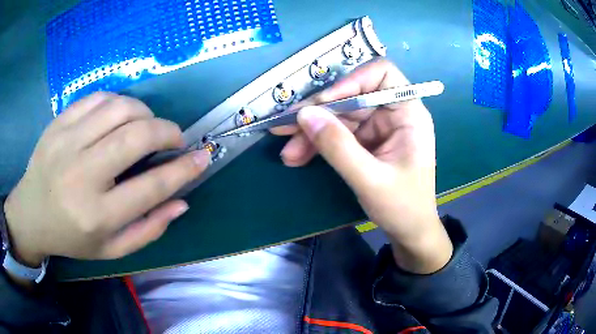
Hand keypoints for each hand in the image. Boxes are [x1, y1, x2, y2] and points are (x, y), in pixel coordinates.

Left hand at [4, 92, 209, 266]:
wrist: (31, 214)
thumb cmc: (71, 237)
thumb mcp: (112, 250)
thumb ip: (149, 229)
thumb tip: (181, 201)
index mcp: (98, 215)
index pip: (151, 187)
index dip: (184, 169)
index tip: (202, 157)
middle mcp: (82, 175)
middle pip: (137, 136)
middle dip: (167, 132)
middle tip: (174, 139)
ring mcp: (67, 142)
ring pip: (120, 108)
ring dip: (145, 113)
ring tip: (146, 126)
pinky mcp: (59, 122)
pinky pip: (98, 98)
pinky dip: (119, 102)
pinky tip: (119, 116)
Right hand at [272, 59, 452, 273]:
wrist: (409, 232)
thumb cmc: (403, 207)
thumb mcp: (371, 180)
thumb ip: (338, 147)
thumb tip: (305, 115)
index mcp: (408, 114)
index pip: (382, 75)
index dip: (351, 81)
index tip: (323, 102)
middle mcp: (392, 114)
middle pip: (351, 97)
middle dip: (318, 113)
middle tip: (285, 127)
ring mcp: (377, 128)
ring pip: (339, 117)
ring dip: (311, 133)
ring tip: (287, 152)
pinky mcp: (365, 142)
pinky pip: (337, 134)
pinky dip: (317, 144)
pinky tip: (297, 157)